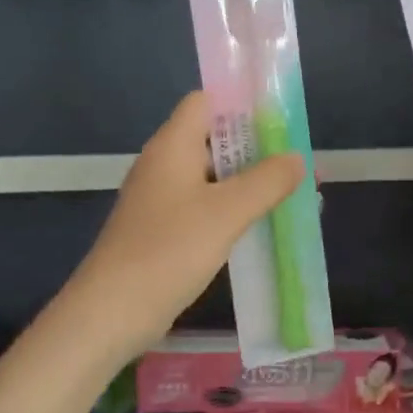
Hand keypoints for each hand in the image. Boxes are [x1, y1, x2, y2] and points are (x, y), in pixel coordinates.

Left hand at [68, 92, 305, 357]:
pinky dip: (234, 209)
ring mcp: (162, 199)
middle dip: (257, 147)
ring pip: (213, 177)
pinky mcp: (164, 230)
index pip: (205, 101)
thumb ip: (267, 181)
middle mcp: (164, 165)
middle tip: (299, 159)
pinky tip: (263, 224)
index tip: (281, 118)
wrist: (113, 311)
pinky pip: (206, 207)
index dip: (241, 103)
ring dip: (250, 182)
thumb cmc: (169, 250)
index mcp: (172, 146)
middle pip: (213, 139)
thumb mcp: (227, 212)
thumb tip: (297, 157)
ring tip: (293, 192)